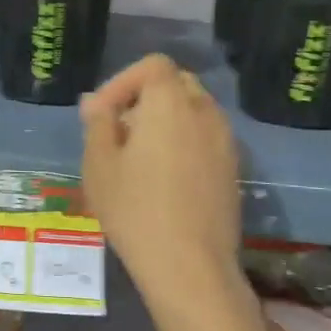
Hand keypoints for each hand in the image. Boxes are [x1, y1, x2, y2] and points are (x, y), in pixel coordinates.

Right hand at [81, 54, 243, 304]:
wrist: (190, 266)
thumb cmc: (135, 210)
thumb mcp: (99, 165)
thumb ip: (98, 123)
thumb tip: (96, 102)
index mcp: (170, 102)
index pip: (152, 65)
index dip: (123, 82)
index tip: (102, 114)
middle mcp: (204, 111)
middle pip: (176, 84)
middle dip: (144, 98)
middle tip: (118, 132)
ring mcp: (225, 140)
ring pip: (193, 111)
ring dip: (166, 120)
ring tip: (139, 157)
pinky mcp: (234, 168)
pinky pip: (206, 137)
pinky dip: (184, 141)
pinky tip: (165, 178)